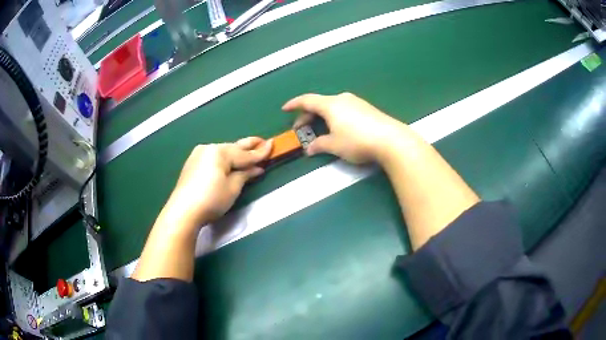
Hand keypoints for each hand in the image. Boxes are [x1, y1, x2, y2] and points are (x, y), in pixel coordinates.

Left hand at [160, 137, 272, 231]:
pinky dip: (224, 160)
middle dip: (248, 146)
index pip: (244, 154)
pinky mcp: (192, 164)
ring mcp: (198, 155)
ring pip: (222, 152)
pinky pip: (213, 158)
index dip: (260, 152)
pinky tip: (229, 162)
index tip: (273, 144)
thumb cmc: (211, 199)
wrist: (183, 211)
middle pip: (233, 148)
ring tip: (248, 153)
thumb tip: (257, 168)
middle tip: (262, 141)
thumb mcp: (233, 188)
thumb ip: (245, 174)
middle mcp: (208, 149)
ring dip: (236, 153)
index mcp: (219, 152)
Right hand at [282, 93, 406, 163]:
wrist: (391, 140)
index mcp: (330, 105)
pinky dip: (335, 117)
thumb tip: (310, 149)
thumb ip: (319, 145)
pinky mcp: (367, 109)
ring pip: (333, 107)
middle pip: (320, 104)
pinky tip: (339, 128)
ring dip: (322, 117)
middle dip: (307, 115)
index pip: (307, 100)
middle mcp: (342, 99)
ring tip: (320, 129)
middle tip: (300, 128)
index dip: (294, 104)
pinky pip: (345, 110)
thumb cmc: (357, 141)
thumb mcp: (335, 145)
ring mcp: (356, 102)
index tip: (285, 109)